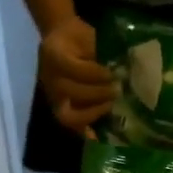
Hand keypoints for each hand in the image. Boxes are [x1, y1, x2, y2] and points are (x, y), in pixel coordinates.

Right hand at [38, 17, 115, 137]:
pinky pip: (70, 124)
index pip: (76, 70)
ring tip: (110, 106)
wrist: (59, 37)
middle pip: (73, 93)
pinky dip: (84, 131)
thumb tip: (123, 70)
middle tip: (118, 91)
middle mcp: (49, 78)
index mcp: (54, 54)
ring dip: (93, 113)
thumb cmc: (78, 37)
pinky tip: (97, 136)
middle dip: (99, 94)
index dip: (97, 74)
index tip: (114, 74)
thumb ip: (101, 53)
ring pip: (69, 114)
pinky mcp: (57, 107)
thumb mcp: (88, 36)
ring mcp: (51, 96)